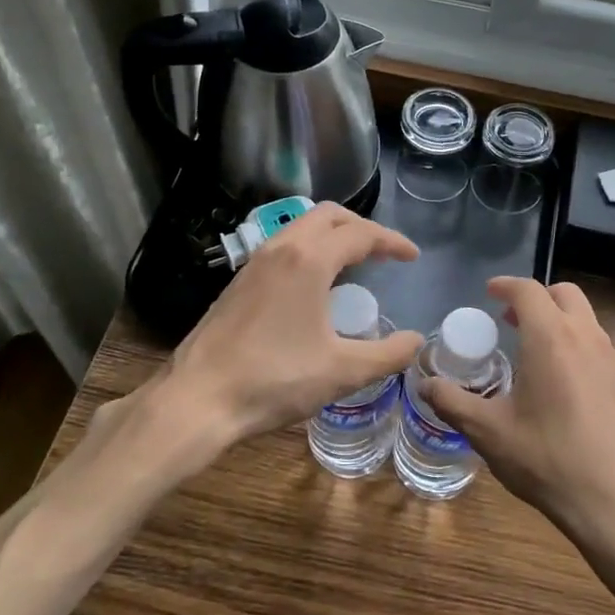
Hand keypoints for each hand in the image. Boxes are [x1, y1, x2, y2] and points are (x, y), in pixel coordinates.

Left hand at [147, 203, 423, 471]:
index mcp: (309, 260)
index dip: (392, 242)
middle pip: (328, 215)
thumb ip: (387, 354)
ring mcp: (254, 263)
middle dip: (361, 227)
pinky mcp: (238, 282)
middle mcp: (280, 249)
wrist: (198, 399)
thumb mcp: (342, 371)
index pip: (360, 234)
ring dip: (332, 235)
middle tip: (383, 252)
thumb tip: (416, 341)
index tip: (412, 257)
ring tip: (353, 263)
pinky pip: (282, 246)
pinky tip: (314, 285)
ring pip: (300, 227)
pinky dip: (309, 249)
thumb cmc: (274, 380)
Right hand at [424, 277, 614, 552]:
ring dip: (561, 326)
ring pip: (588, 323)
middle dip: (538, 298)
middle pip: (565, 294)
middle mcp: (588, 339)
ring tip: (538, 358)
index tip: (490, 292)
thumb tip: (425, 385)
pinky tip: (570, 394)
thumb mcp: (488, 433)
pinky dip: (582, 354)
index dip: (506, 285)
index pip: (528, 291)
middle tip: (512, 321)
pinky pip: (604, 354)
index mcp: (551, 339)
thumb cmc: (548, 461)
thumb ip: (452, 403)